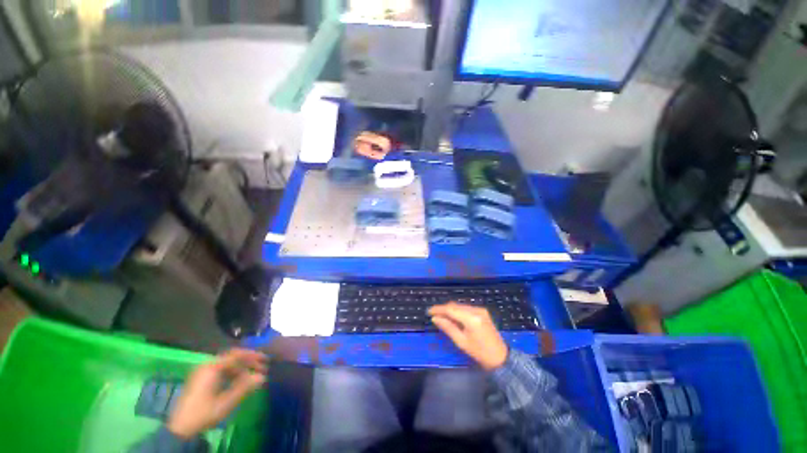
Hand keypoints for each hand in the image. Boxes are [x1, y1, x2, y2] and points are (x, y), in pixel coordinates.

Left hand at [167, 349, 267, 438]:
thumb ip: (244, 388)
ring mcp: (202, 372)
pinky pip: (220, 370)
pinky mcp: (200, 379)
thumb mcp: (226, 402)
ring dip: (240, 368)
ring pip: (226, 364)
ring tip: (252, 377)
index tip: (266, 359)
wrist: (180, 429)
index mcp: (212, 368)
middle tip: (261, 367)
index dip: (253, 356)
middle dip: (248, 362)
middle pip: (232, 358)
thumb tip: (262, 376)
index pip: (236, 355)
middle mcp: (207, 366)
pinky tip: (238, 382)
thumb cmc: (204, 413)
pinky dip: (232, 373)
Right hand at [429, 302, 508, 370]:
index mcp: (471, 318)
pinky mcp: (482, 311)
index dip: (438, 309)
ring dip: (450, 310)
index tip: (428, 311)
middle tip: (434, 315)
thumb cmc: (479, 353)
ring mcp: (480, 309)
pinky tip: (453, 317)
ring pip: (460, 306)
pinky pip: (466, 308)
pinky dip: (458, 311)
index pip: (450, 309)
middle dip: (443, 309)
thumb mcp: (461, 342)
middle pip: (455, 305)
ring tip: (441, 316)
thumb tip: (435, 318)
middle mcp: (476, 310)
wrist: (501, 358)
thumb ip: (448, 327)